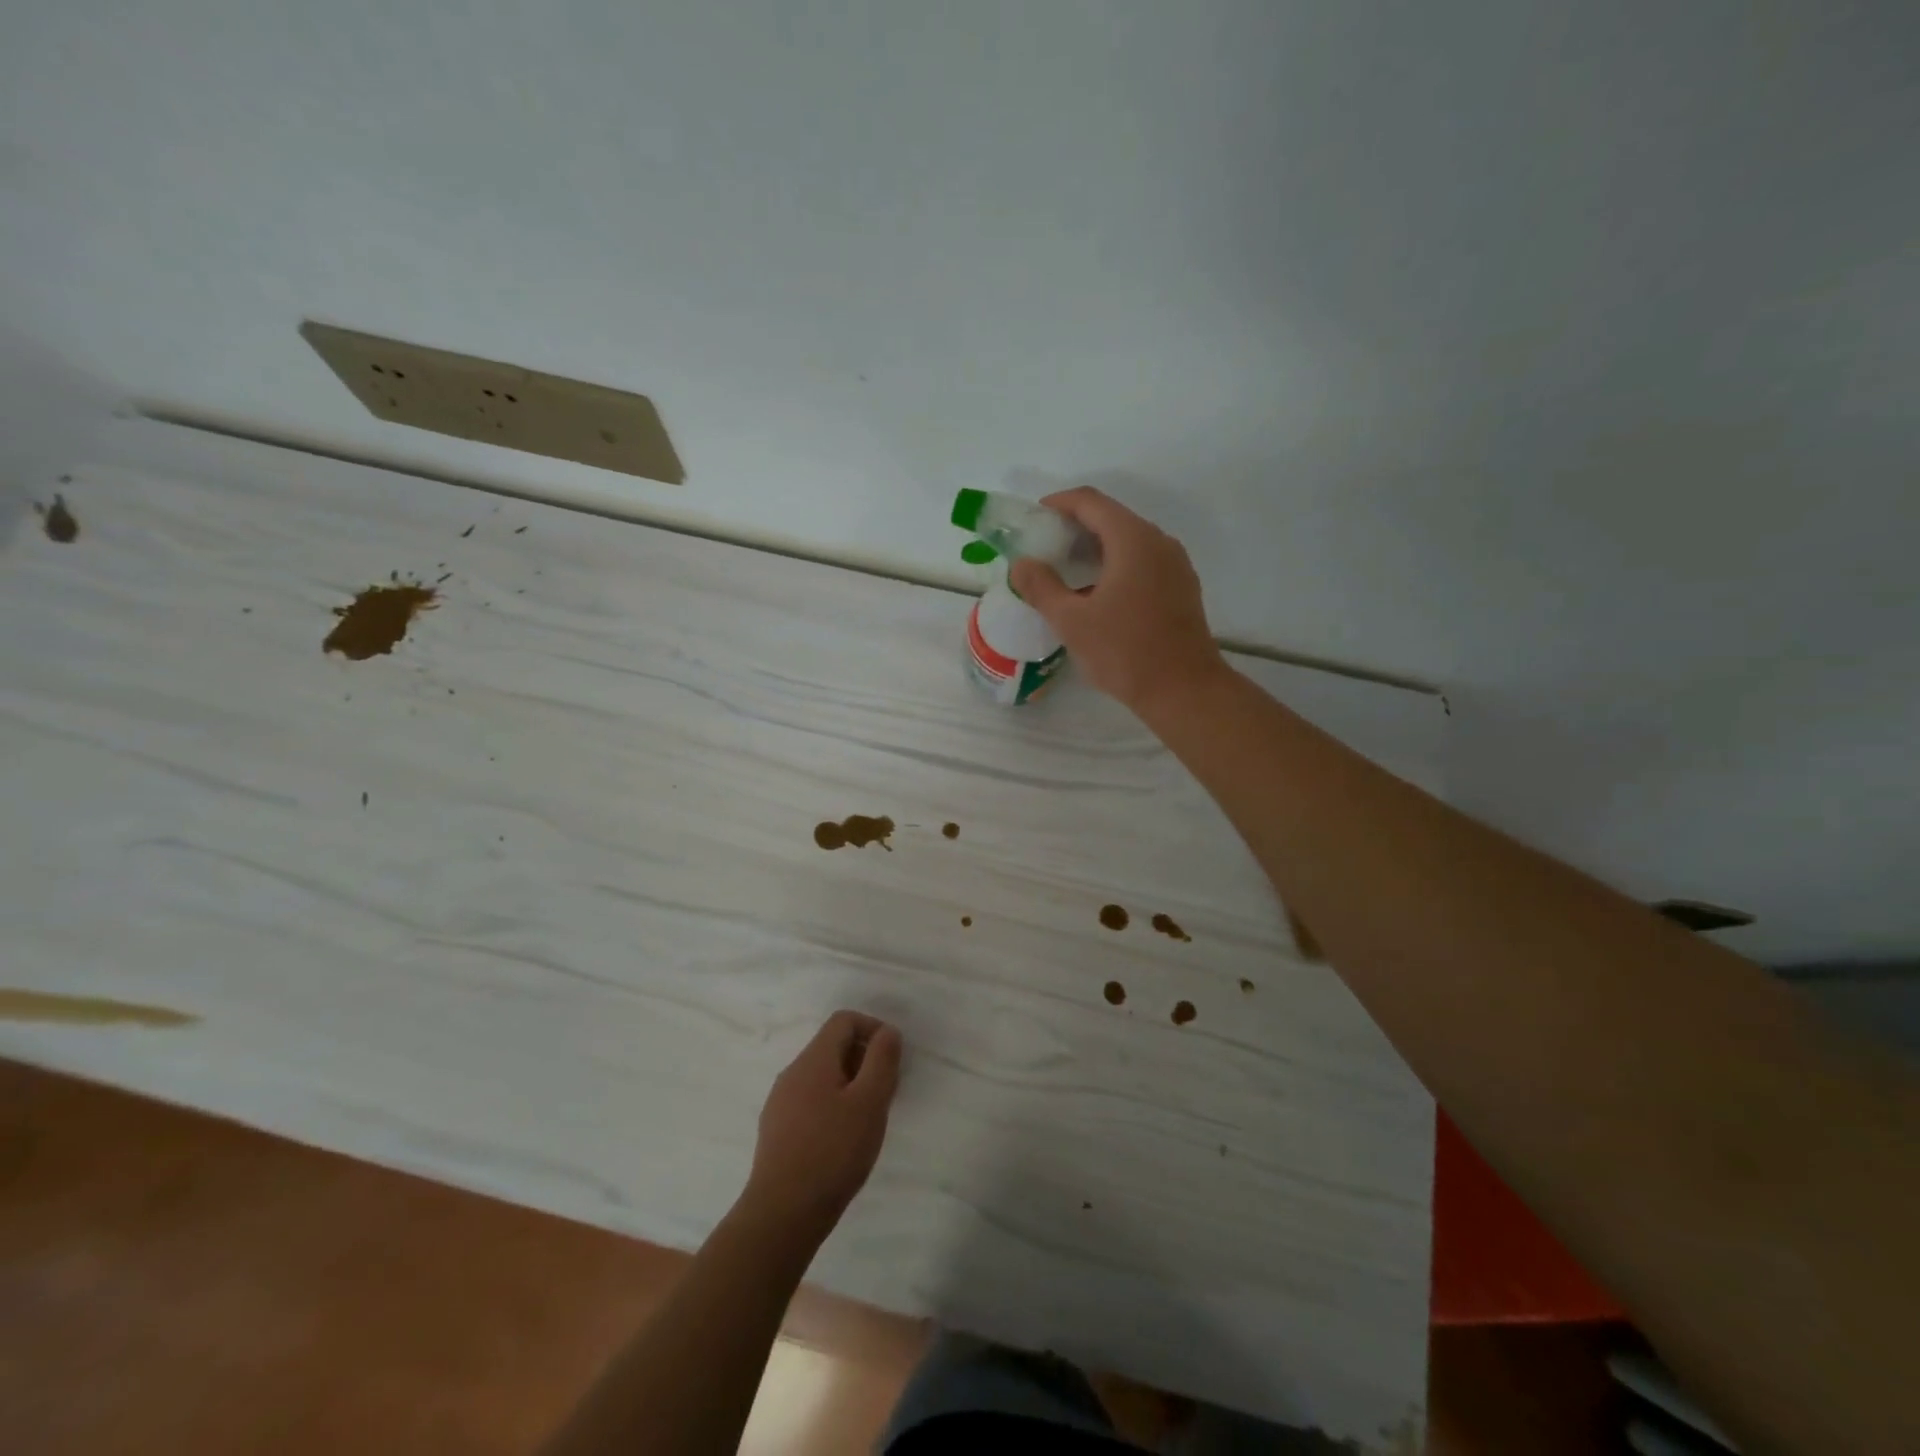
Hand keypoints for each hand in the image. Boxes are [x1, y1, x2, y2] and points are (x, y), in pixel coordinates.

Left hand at [742, 1011, 901, 1243]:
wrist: (781, 1214)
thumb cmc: (833, 1152)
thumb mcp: (870, 1102)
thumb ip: (882, 1060)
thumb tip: (887, 1031)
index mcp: (813, 1059)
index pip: (844, 1020)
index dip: (873, 1029)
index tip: (892, 1059)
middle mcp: (792, 1072)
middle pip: (832, 1047)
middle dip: (864, 1060)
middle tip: (886, 1093)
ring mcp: (780, 1102)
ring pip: (822, 1076)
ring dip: (850, 1085)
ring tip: (868, 1120)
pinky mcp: (776, 1131)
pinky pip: (810, 1101)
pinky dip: (832, 1106)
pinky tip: (842, 1141)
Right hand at [1008, 487, 1224, 714]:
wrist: (1184, 690)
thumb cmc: (1125, 652)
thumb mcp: (1072, 621)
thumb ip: (1042, 587)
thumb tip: (1022, 564)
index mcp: (1133, 540)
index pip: (1091, 502)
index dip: (1059, 503)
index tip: (1034, 519)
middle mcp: (1159, 542)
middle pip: (1111, 518)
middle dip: (1075, 527)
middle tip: (1044, 548)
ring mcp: (1175, 565)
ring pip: (1129, 542)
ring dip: (1095, 549)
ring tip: (1066, 572)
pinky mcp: (1181, 588)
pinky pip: (1143, 562)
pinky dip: (1116, 565)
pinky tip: (1097, 594)